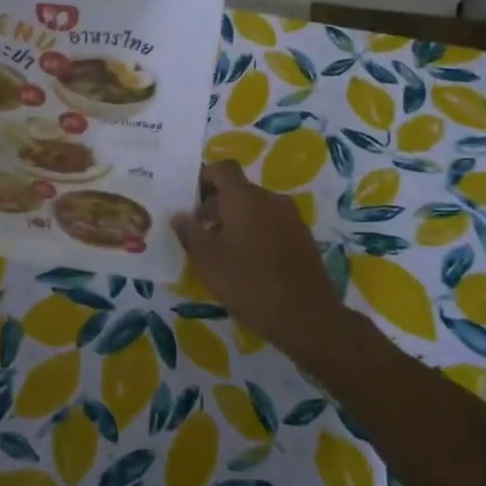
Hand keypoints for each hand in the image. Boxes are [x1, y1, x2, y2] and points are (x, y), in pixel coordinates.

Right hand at [172, 160, 348, 356]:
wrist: (306, 317)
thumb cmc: (248, 284)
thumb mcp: (207, 261)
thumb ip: (189, 233)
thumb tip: (179, 215)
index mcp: (245, 198)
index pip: (223, 168)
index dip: (204, 177)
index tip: (189, 199)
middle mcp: (270, 200)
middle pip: (239, 190)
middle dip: (216, 205)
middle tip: (198, 231)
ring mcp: (291, 218)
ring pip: (256, 208)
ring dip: (236, 220)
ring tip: (221, 251)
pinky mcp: (303, 238)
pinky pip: (272, 224)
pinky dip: (256, 233)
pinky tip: (247, 263)